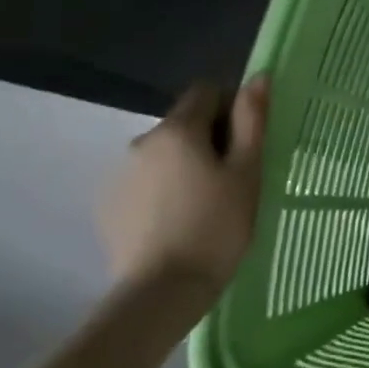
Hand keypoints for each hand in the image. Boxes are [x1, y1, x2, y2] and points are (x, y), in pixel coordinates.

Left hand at [99, 78, 269, 310]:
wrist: (163, 290)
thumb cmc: (218, 225)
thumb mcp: (248, 171)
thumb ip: (252, 120)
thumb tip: (258, 77)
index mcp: (178, 129)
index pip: (207, 92)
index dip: (232, 107)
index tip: (248, 141)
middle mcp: (141, 141)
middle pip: (184, 122)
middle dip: (211, 138)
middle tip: (235, 176)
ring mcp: (120, 174)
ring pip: (165, 153)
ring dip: (187, 164)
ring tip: (208, 202)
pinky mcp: (109, 205)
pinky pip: (147, 181)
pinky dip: (166, 189)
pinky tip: (182, 220)